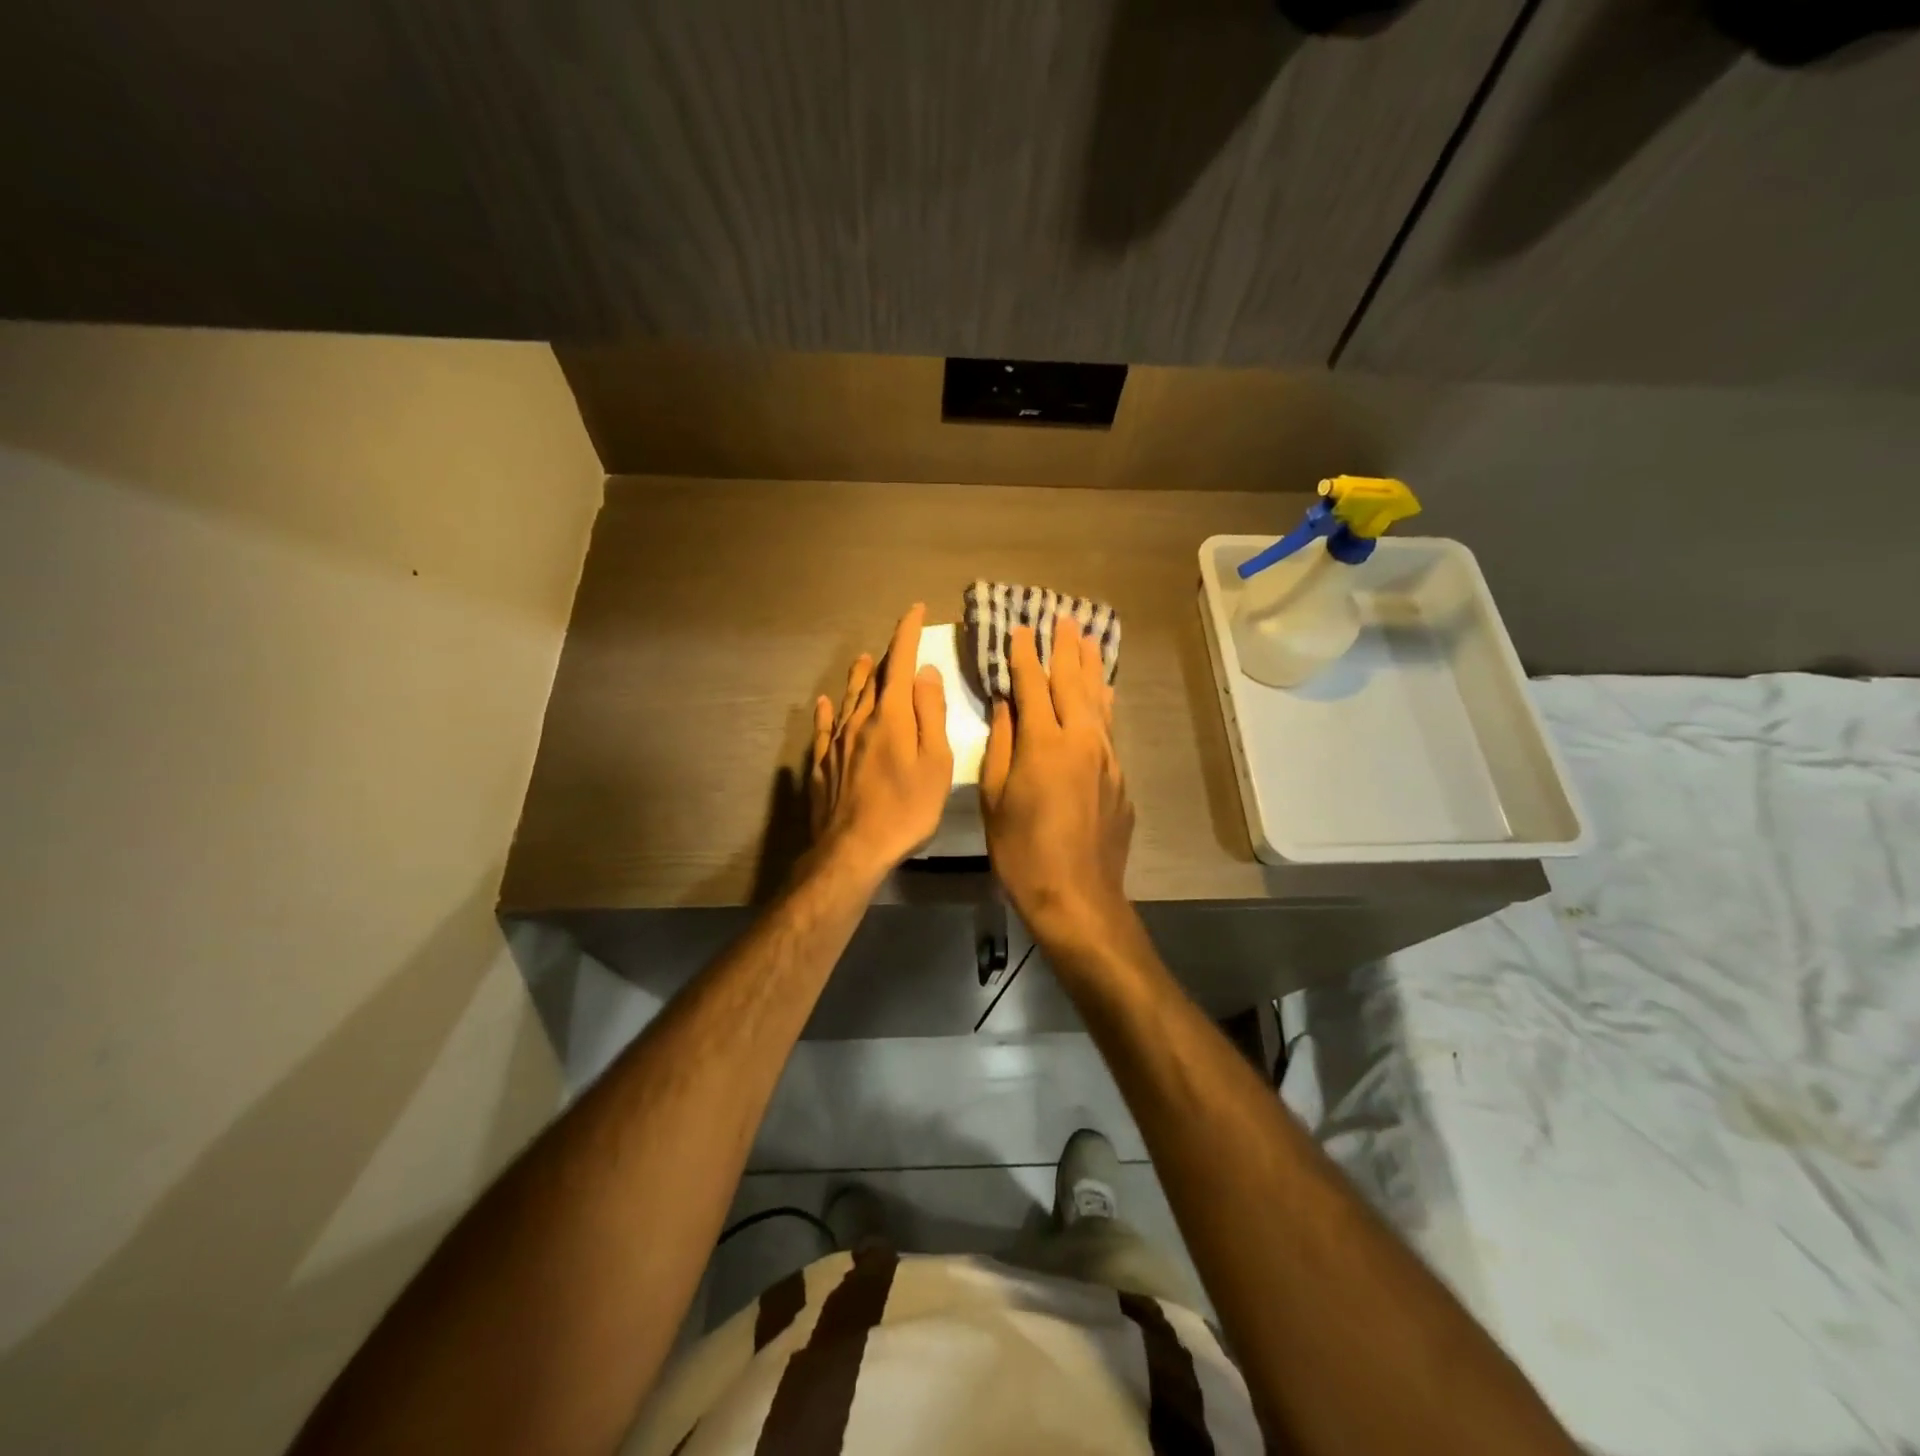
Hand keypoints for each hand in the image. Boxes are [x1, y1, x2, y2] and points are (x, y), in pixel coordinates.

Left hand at [809, 604, 953, 882]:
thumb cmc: (906, 808)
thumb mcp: (935, 762)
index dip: (907, 633)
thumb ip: (930, 713)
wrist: (854, 848)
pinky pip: (823, 729)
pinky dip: (826, 712)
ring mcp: (837, 743)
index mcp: (891, 716)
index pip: (900, 662)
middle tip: (897, 640)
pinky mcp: (822, 765)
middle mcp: (860, 720)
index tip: (914, 610)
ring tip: (863, 660)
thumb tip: (924, 672)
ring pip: (848, 699)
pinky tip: (823, 703)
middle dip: (888, 655)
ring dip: (858, 677)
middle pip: (874, 679)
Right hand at [980, 620, 1133, 942]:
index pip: (1032, 686)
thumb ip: (1002, 744)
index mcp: (1044, 743)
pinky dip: (1103, 703)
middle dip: (1066, 649)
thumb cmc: (1021, 850)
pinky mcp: (1120, 777)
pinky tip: (1104, 693)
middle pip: (1073, 683)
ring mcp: (1106, 758)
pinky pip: (1109, 728)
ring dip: (1091, 667)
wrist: (1077, 895)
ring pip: (1099, 700)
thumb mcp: (994, 797)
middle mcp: (1081, 740)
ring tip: (1088, 639)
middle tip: (1063, 619)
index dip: (1024, 656)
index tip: (1021, 629)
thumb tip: (1006, 705)